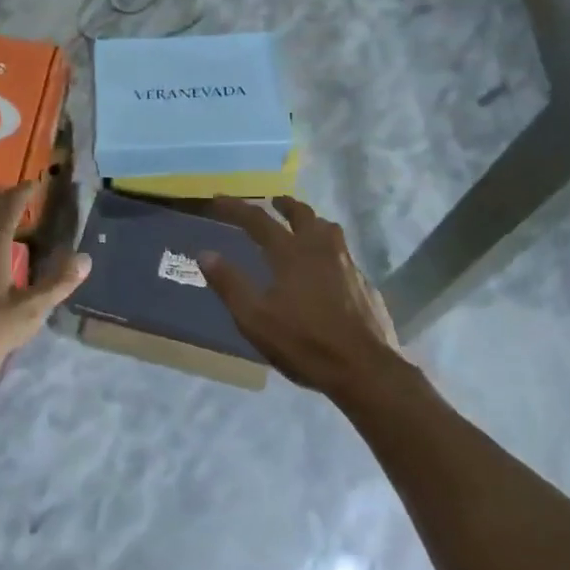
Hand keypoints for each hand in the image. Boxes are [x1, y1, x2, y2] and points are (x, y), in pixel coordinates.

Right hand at [200, 196, 405, 399]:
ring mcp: (347, 263)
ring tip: (303, 226)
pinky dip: (329, 248)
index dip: (236, 208)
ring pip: (328, 229)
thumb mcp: (255, 319)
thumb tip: (205, 254)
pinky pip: (343, 252)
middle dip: (284, 204)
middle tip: (273, 201)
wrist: (364, 369)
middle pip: (302, 213)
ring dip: (311, 221)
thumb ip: (229, 285)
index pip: (258, 220)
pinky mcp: (364, 282)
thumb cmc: (304, 343)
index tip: (218, 200)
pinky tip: (327, 267)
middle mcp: (321, 248)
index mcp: (291, 252)